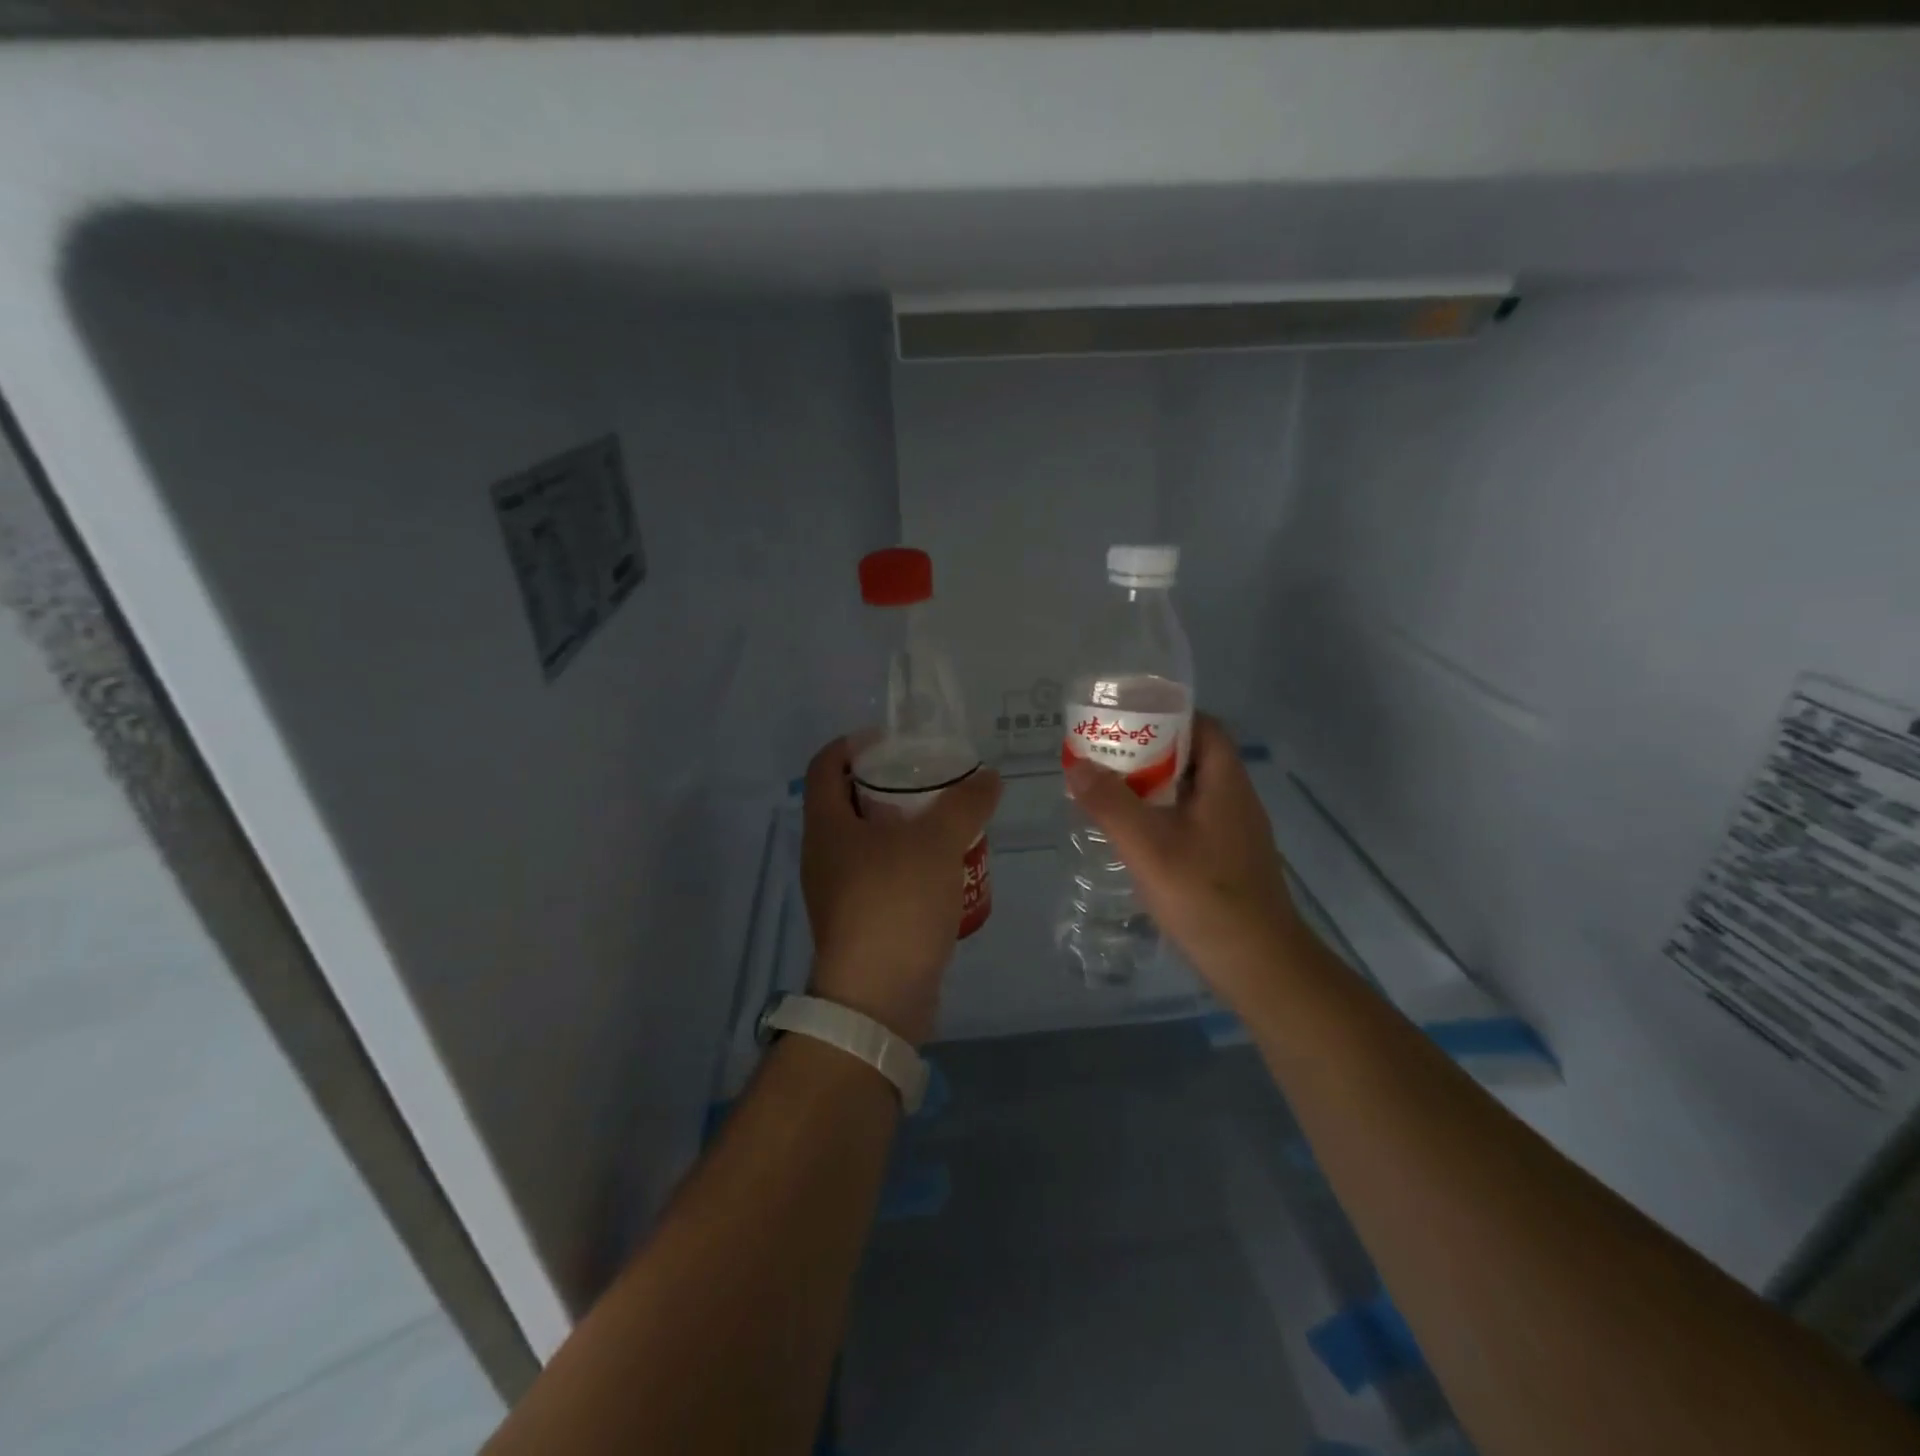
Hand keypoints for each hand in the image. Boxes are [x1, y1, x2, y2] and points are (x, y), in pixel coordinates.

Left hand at [800, 737, 1001, 1045]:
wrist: (878, 999)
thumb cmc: (896, 904)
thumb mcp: (937, 842)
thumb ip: (965, 803)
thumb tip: (989, 778)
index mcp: (826, 826)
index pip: (825, 765)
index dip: (852, 744)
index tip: (892, 741)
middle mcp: (823, 855)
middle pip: (848, 803)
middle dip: (887, 786)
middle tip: (929, 781)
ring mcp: (837, 893)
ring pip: (867, 843)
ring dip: (902, 828)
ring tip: (944, 822)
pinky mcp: (859, 923)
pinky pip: (881, 878)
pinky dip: (907, 865)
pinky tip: (944, 870)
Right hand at [1063, 714, 1303, 1010]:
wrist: (1259, 966)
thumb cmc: (1205, 897)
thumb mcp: (1148, 847)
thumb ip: (1110, 803)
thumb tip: (1077, 765)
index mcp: (1226, 784)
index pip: (1205, 727)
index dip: (1168, 716)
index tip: (1126, 721)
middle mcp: (1236, 801)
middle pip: (1194, 758)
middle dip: (1150, 753)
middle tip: (1106, 758)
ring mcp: (1235, 834)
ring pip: (1191, 793)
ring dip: (1153, 788)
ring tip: (1110, 793)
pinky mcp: (1229, 861)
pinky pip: (1192, 822)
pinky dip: (1162, 818)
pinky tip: (1135, 837)